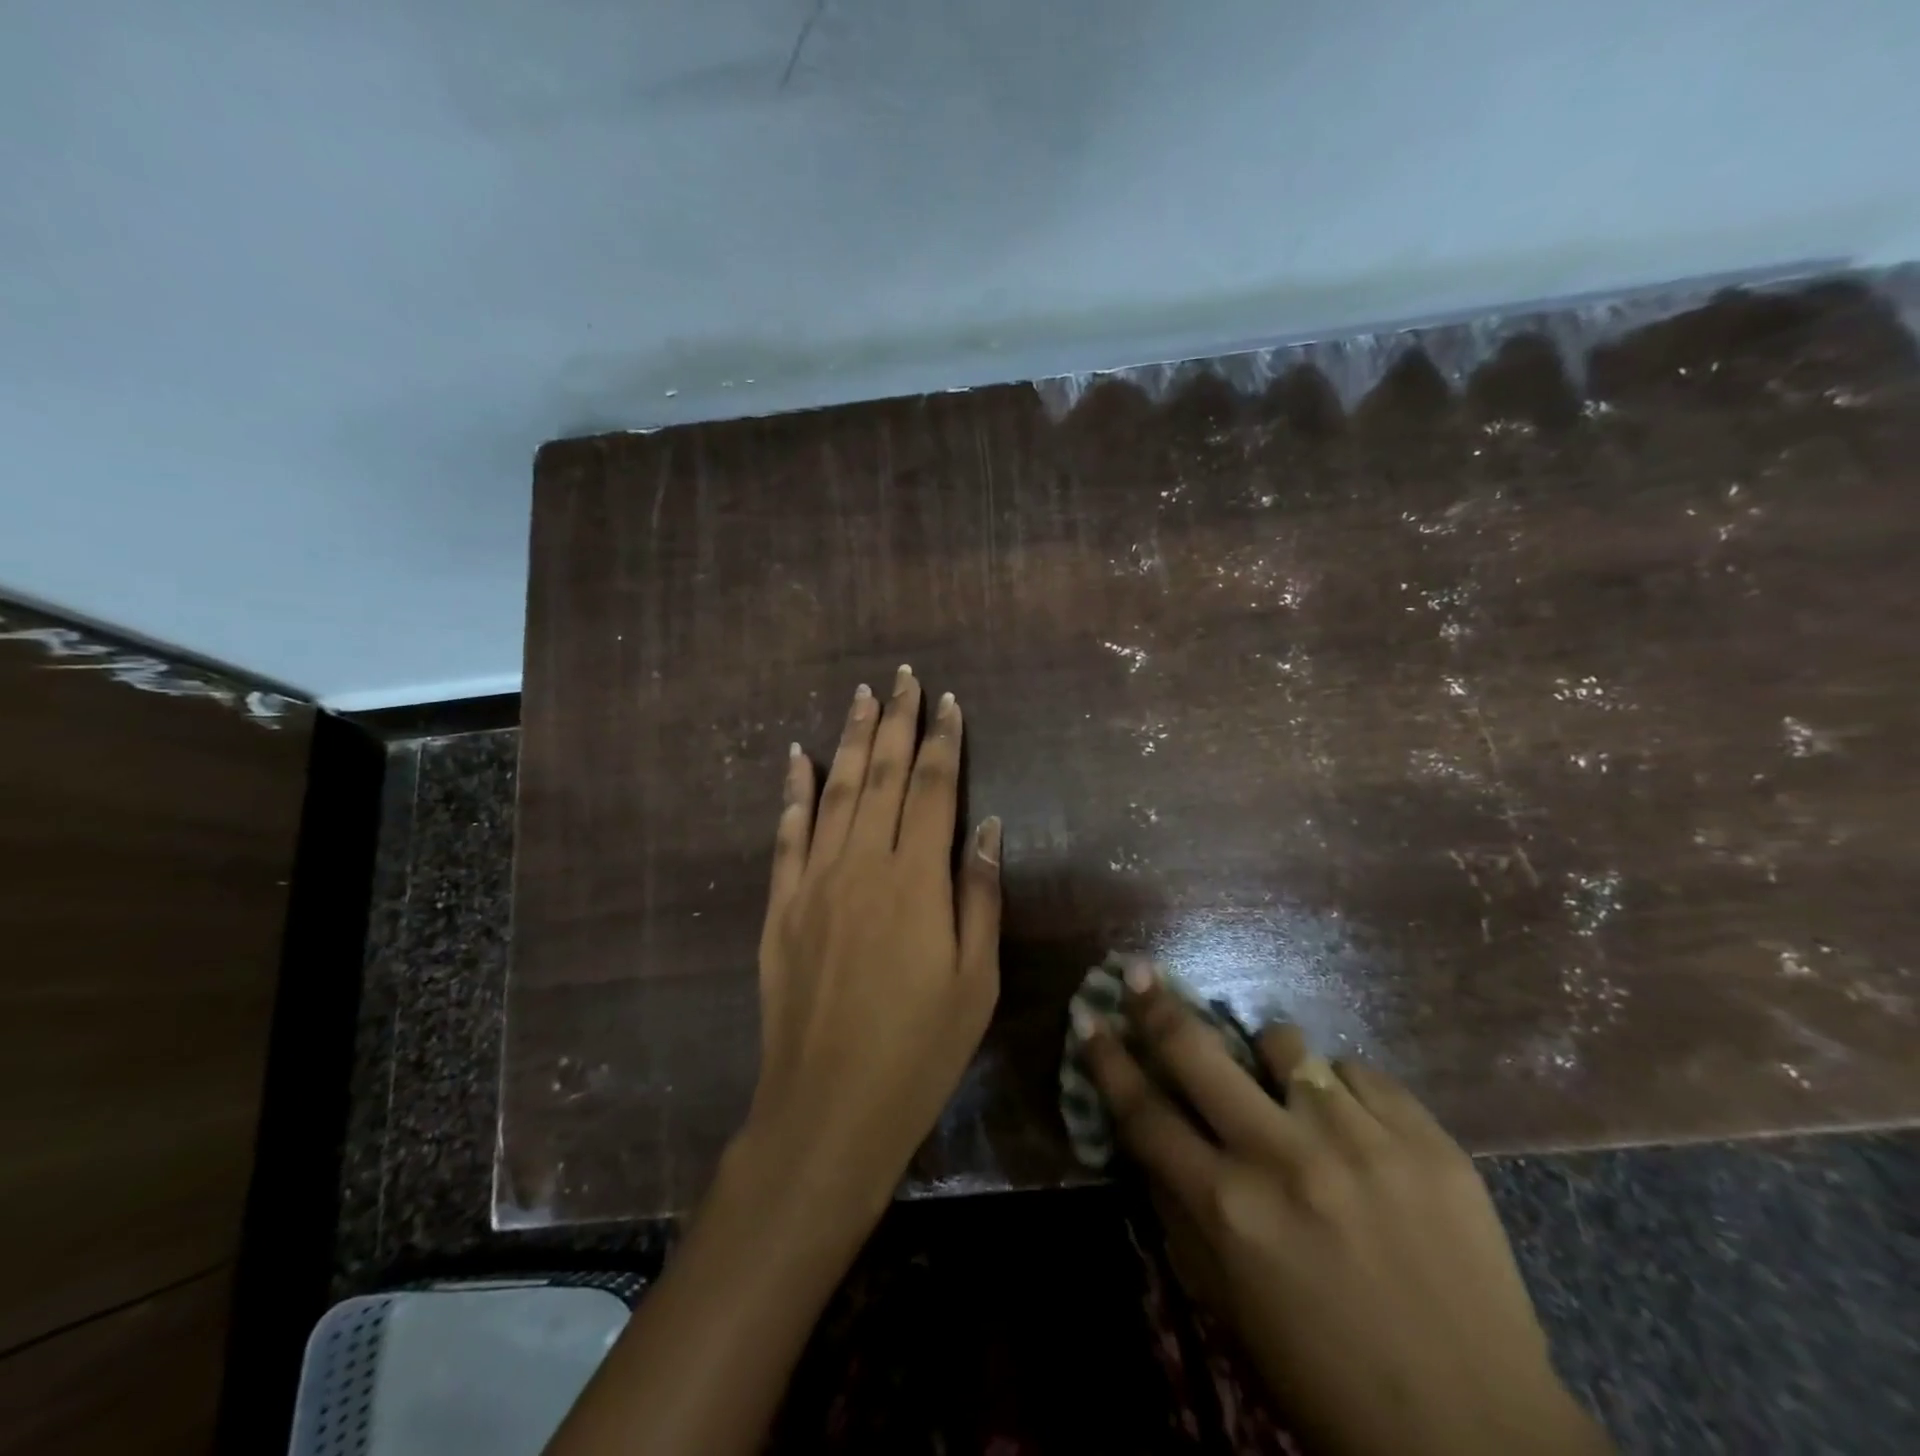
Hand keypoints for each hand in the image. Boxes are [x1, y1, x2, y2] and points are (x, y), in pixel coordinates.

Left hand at [743, 666, 1001, 1212]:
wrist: (827, 1109)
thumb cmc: (919, 1051)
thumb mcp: (976, 981)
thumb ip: (980, 895)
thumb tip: (988, 825)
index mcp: (917, 881)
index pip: (933, 789)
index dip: (942, 741)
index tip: (947, 702)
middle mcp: (863, 865)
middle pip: (882, 776)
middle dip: (895, 721)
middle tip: (902, 677)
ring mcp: (814, 882)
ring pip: (834, 792)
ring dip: (849, 739)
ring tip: (860, 695)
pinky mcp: (779, 907)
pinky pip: (786, 835)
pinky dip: (793, 791)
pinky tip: (799, 757)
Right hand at [1082, 968, 1610, 1455]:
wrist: (1481, 1435)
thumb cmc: (1327, 1376)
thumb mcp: (1227, 1302)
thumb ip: (1180, 1208)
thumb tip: (1148, 1128)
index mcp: (1230, 1210)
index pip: (1144, 1111)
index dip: (1106, 1058)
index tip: (1088, 1015)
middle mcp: (1286, 1159)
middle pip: (1198, 1052)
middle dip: (1158, 1007)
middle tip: (1140, 972)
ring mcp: (1361, 1140)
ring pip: (1286, 1044)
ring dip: (1269, 1057)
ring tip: (1283, 1086)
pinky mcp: (1426, 1138)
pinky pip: (1358, 1073)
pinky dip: (1343, 1092)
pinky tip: (1356, 1130)